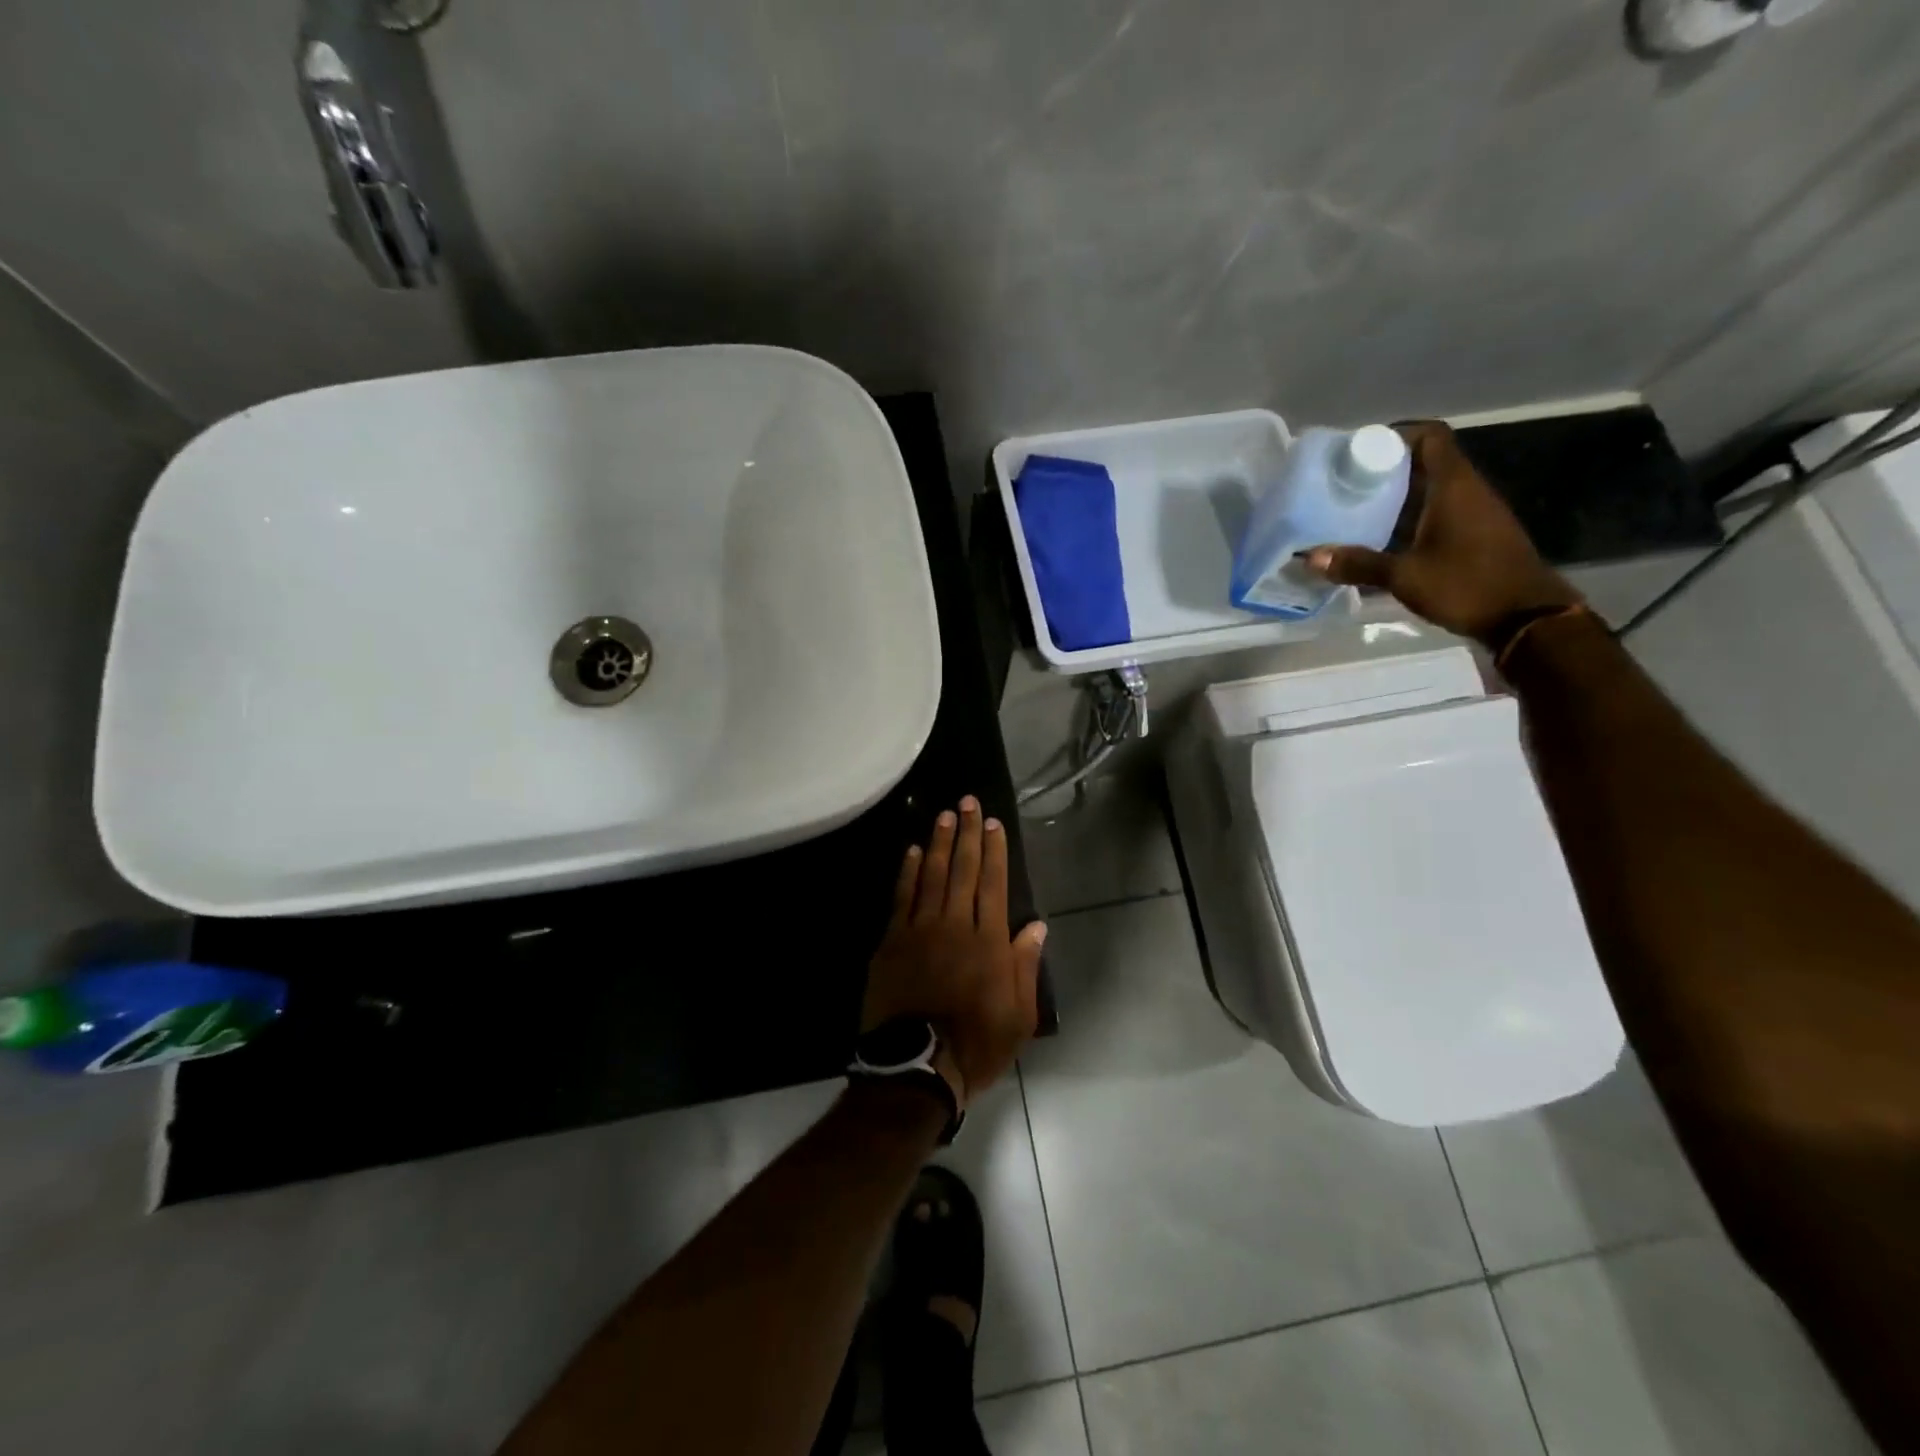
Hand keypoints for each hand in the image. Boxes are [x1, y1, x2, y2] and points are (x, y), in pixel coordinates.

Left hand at [862, 797, 1046, 1108]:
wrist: (916, 1068)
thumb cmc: (976, 1044)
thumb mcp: (1019, 1015)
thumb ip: (1025, 966)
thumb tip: (1037, 926)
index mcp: (989, 942)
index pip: (994, 884)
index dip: (994, 850)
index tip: (993, 822)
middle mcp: (955, 925)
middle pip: (963, 870)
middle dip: (967, 833)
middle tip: (967, 801)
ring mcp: (920, 930)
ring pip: (931, 876)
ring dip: (937, 843)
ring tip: (943, 815)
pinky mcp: (892, 941)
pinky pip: (901, 898)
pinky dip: (906, 873)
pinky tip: (910, 851)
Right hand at [1305, 421, 1580, 642]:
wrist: (1526, 618)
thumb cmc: (1466, 585)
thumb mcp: (1405, 576)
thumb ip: (1358, 564)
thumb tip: (1310, 558)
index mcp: (1454, 486)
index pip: (1430, 437)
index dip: (1396, 435)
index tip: (1359, 453)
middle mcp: (1466, 491)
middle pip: (1424, 464)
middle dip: (1385, 471)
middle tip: (1345, 486)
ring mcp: (1473, 514)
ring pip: (1429, 492)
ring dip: (1394, 499)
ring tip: (1354, 513)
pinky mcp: (1474, 536)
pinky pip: (1436, 515)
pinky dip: (1408, 520)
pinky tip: (1381, 541)